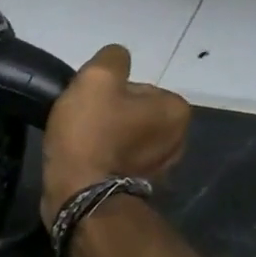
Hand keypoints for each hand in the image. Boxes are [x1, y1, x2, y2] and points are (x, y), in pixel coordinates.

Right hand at [39, 44, 191, 226]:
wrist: (78, 197)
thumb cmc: (90, 136)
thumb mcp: (96, 79)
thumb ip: (111, 58)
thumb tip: (115, 61)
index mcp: (175, 109)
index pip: (136, 88)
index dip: (105, 95)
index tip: (86, 109)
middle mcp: (178, 139)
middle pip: (133, 115)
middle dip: (108, 120)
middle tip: (80, 130)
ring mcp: (159, 170)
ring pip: (125, 142)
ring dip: (106, 143)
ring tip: (79, 151)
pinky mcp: (136, 192)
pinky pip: (118, 167)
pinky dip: (104, 166)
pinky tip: (86, 168)